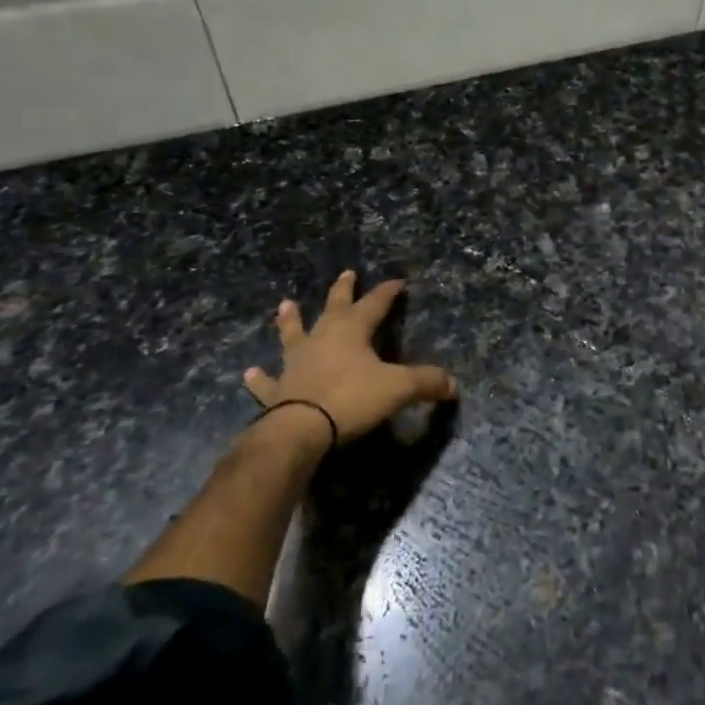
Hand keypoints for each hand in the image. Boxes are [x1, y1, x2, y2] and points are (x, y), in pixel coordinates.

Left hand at [242, 271, 458, 447]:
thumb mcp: (398, 388)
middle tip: (347, 273)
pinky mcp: (278, 389)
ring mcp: (296, 362)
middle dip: (343, 290)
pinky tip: (250, 373)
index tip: (398, 281)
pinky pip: (269, 380)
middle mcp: (322, 338)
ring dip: (291, 320)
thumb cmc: (351, 399)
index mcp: (352, 331)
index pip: (375, 304)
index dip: (388, 292)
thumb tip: (454, 385)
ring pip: (294, 334)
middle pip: (334, 307)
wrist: (300, 430)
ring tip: (286, 305)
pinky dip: (261, 377)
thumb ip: (426, 383)